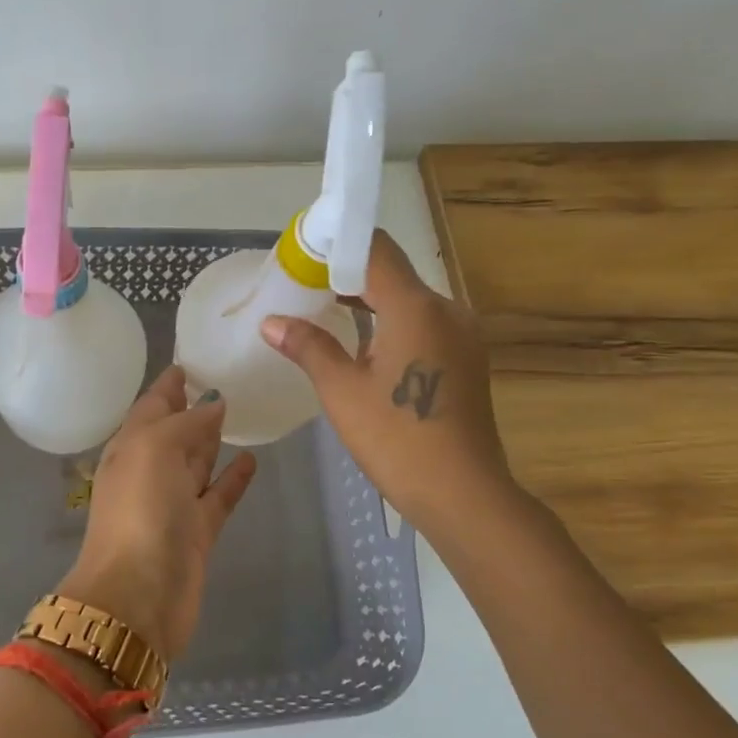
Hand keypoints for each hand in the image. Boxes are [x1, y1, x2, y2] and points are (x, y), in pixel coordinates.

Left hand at [57, 366, 256, 660]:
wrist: (139, 597)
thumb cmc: (141, 512)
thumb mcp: (154, 450)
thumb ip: (185, 423)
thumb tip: (214, 403)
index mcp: (130, 447)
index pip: (151, 405)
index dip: (169, 383)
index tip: (193, 358)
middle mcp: (150, 471)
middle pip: (174, 431)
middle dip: (193, 407)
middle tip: (226, 379)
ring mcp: (174, 504)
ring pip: (196, 462)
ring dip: (212, 440)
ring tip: (240, 410)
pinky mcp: (198, 532)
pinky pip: (218, 496)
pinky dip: (232, 479)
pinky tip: (251, 459)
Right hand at [261, 231, 512, 540]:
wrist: (462, 493)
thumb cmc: (396, 438)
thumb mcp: (342, 391)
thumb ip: (308, 346)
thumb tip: (271, 322)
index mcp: (416, 307)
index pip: (375, 250)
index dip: (337, 244)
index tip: (303, 253)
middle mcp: (446, 310)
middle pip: (393, 274)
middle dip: (347, 275)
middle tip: (304, 285)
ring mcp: (462, 335)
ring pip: (410, 301)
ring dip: (370, 301)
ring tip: (325, 310)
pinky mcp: (466, 359)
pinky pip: (424, 324)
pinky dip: (392, 323)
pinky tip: (364, 344)